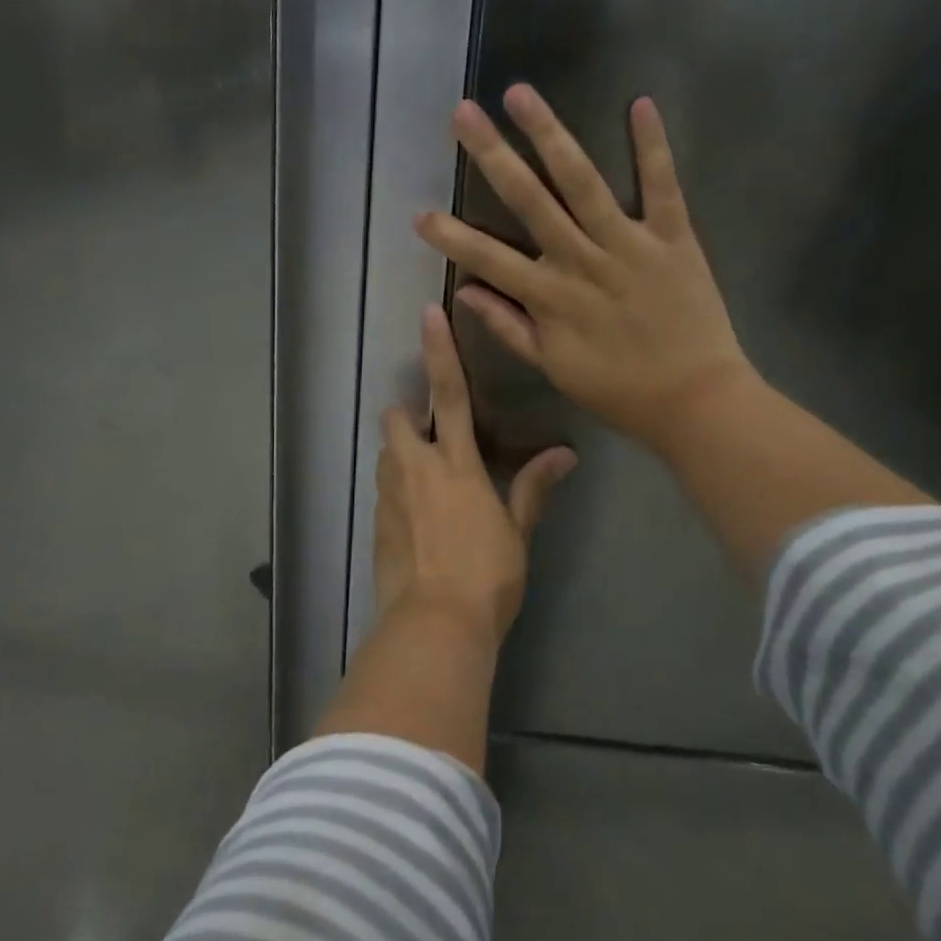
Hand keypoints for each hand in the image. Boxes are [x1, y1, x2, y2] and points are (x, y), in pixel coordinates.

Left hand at [376, 304, 576, 645]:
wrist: (434, 625)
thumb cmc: (487, 575)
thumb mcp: (517, 531)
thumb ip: (533, 487)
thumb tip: (564, 454)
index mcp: (455, 463)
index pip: (449, 394)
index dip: (439, 351)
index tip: (428, 315)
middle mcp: (415, 468)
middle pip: (396, 417)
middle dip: (408, 414)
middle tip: (432, 436)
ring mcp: (390, 495)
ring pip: (386, 453)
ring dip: (402, 453)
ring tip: (428, 480)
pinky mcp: (376, 522)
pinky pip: (383, 490)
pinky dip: (397, 489)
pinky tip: (417, 519)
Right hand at [415, 84, 754, 457]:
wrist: (696, 400)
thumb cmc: (618, 388)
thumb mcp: (553, 367)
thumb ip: (507, 327)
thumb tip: (464, 292)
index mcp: (549, 296)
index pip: (487, 259)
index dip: (450, 237)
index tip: (418, 214)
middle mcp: (581, 260)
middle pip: (529, 200)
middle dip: (492, 155)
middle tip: (463, 113)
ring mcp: (627, 244)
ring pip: (582, 182)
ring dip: (549, 135)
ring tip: (520, 95)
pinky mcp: (673, 237)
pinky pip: (662, 186)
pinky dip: (652, 146)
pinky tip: (640, 103)